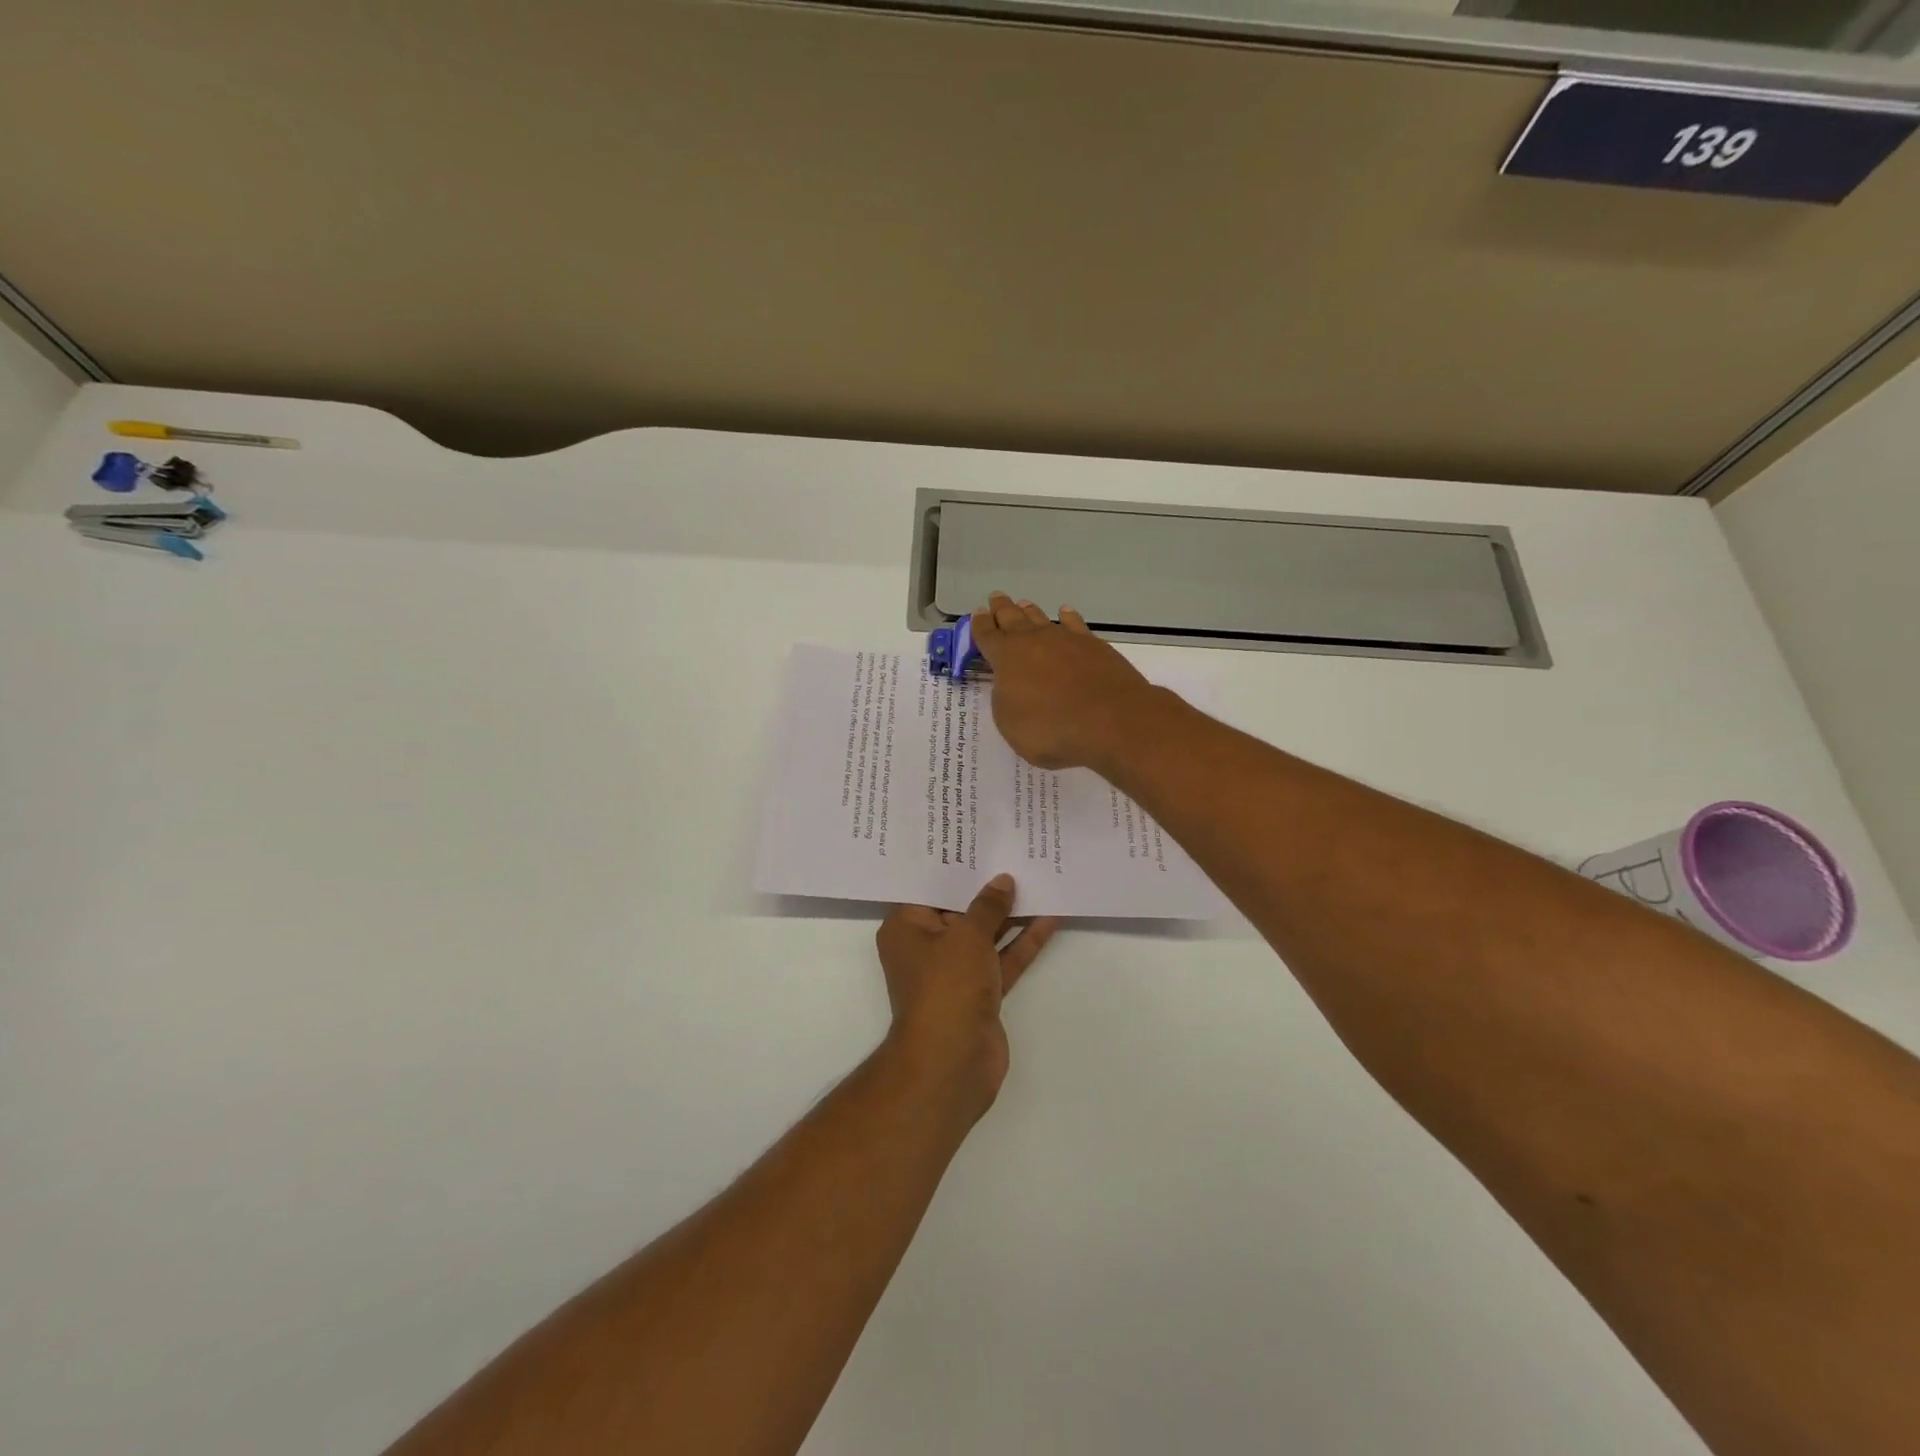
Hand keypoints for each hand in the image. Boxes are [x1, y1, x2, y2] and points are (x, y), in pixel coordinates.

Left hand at [876, 874, 1059, 1114]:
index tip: (974, 839)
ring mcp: (954, 972)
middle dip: (985, 886)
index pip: (927, 887)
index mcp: (906, 928)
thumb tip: (1002, 881)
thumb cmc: (946, 986)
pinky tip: (1049, 917)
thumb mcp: (967, 935)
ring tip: (1037, 877)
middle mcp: (926, 947)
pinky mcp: (980, 993)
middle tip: (1011, 850)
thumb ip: (988, 906)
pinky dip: (1022, 942)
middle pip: (958, 908)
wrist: (952, 1061)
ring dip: (1010, 913)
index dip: (951, 864)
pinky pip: (1002, 959)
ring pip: (985, 934)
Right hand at [971, 592, 1159, 772]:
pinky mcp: (1094, 645)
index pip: (987, 636)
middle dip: (1002, 609)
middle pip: (1012, 618)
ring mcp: (1066, 640)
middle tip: (996, 598)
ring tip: (1023, 604)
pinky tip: (1066, 613)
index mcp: (1006, 657)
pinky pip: (1075, 624)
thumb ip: (1005, 699)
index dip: (980, 625)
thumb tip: (1011, 683)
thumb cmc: (1051, 729)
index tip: (977, 613)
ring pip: (1042, 618)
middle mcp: (1033, 641)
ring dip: (1030, 611)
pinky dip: (1068, 617)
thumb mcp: (1010, 723)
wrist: (1111, 720)